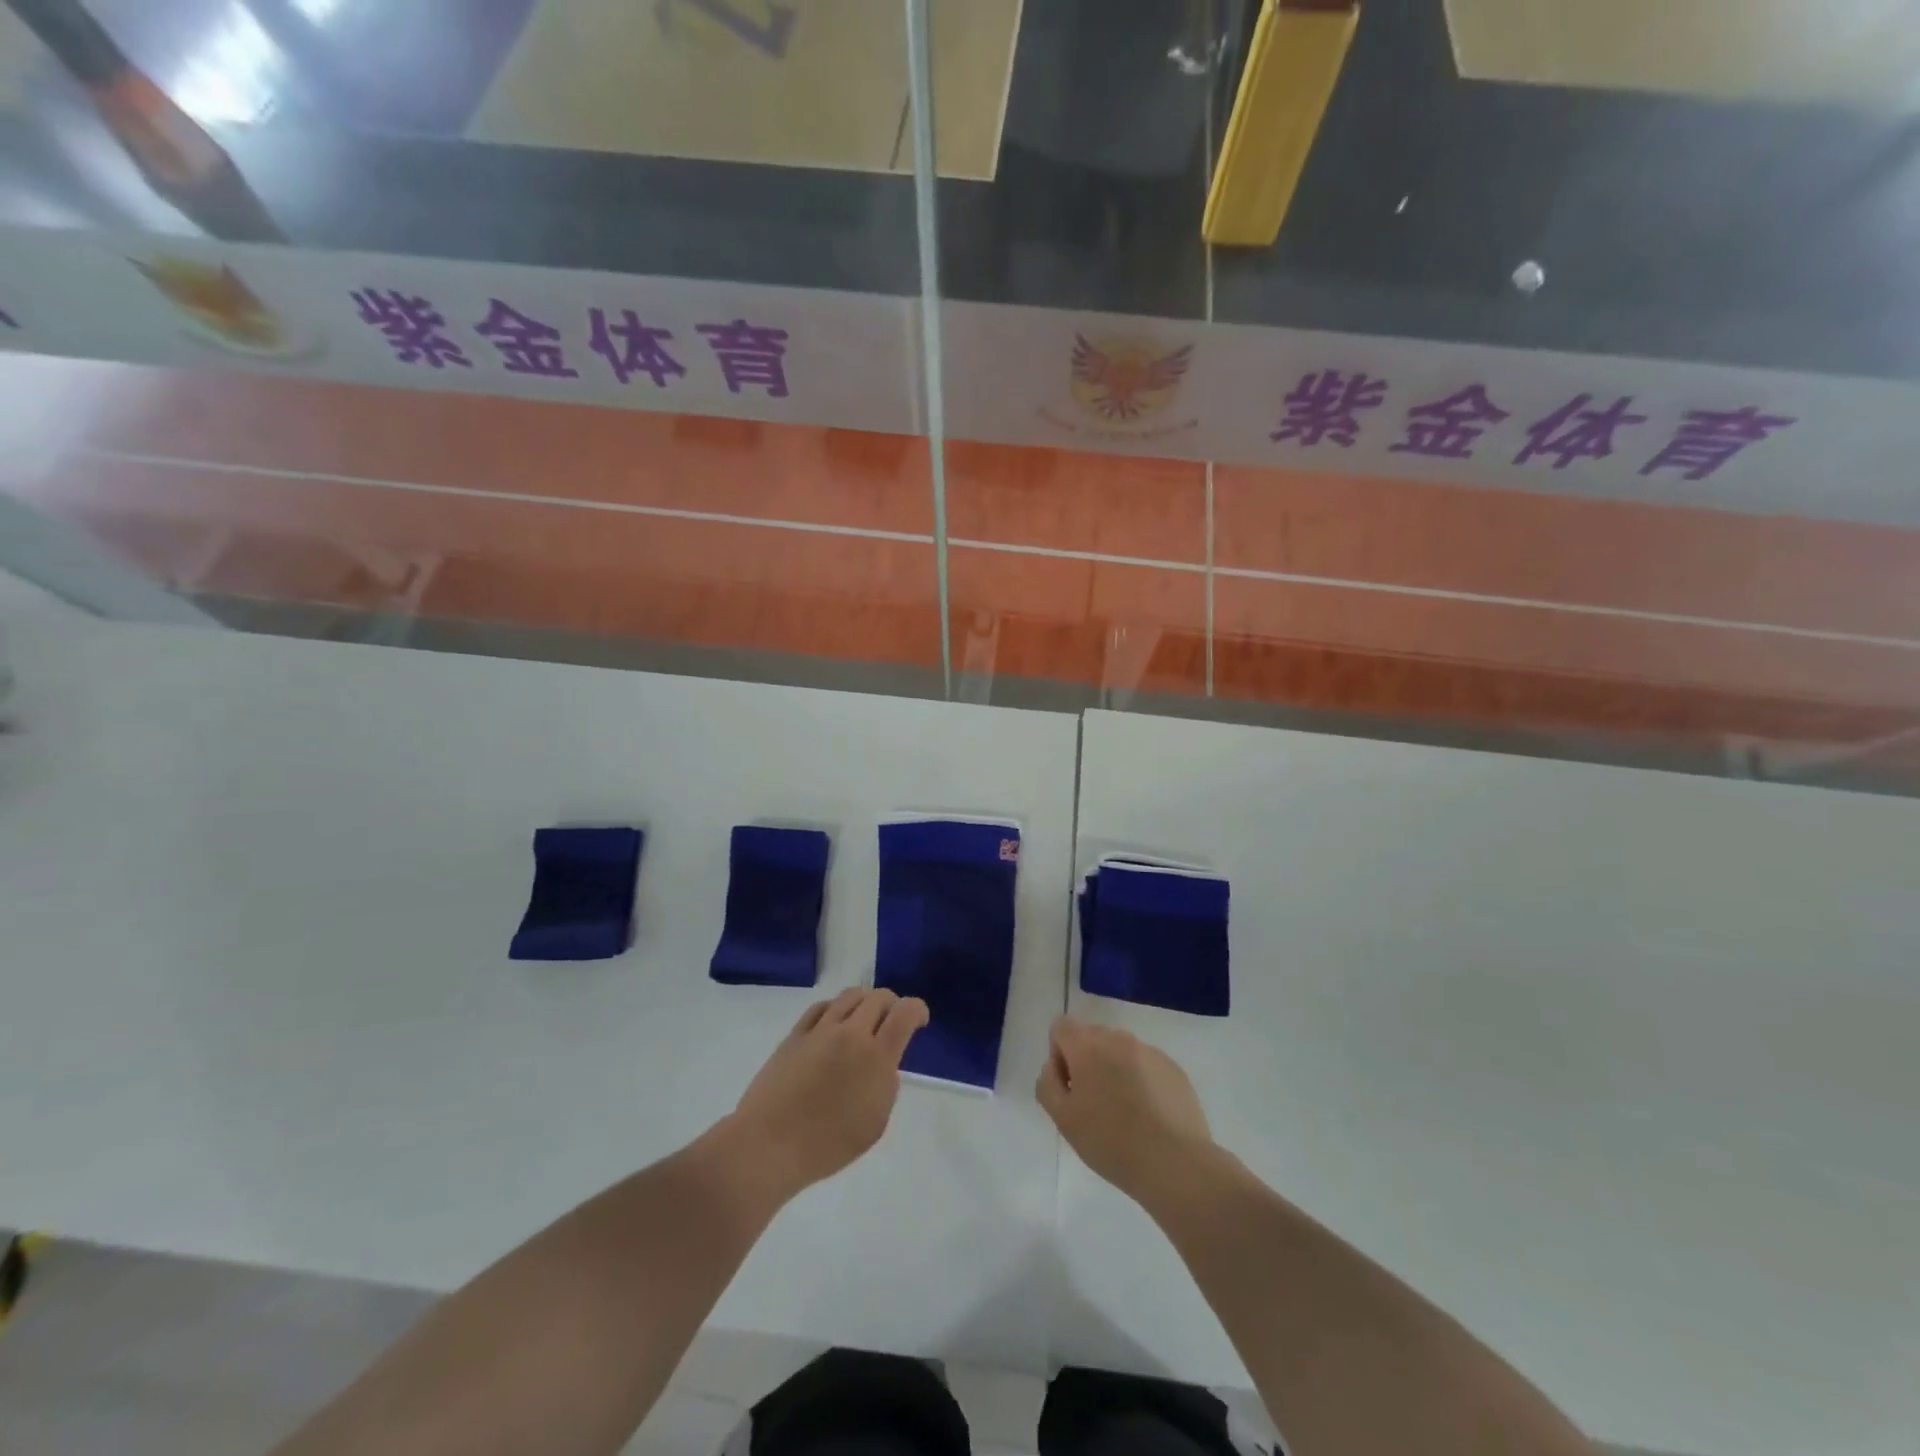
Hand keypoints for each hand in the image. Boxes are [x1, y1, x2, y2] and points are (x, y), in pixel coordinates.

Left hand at [719, 988, 928, 1203]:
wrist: (770, 1145)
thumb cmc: (827, 1145)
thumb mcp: (875, 1123)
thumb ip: (886, 1084)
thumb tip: (883, 1063)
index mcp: (876, 1057)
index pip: (905, 1013)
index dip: (918, 1009)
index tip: (919, 1020)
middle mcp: (851, 1034)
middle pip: (879, 997)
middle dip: (893, 1004)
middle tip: (893, 1021)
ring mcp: (821, 1030)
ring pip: (851, 995)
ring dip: (866, 1001)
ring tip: (865, 1018)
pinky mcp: (796, 1034)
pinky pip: (822, 1007)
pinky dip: (836, 1009)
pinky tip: (835, 1022)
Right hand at [1036, 1015, 1213, 1204]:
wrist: (1175, 1163)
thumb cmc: (1110, 1142)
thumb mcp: (1063, 1120)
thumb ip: (1048, 1084)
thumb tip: (1054, 1067)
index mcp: (1087, 1046)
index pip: (1061, 1026)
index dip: (1058, 1054)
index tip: (1070, 1087)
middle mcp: (1118, 1039)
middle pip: (1091, 1037)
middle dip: (1087, 1062)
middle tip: (1093, 1104)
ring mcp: (1149, 1051)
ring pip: (1120, 1051)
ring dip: (1114, 1070)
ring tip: (1124, 1113)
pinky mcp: (1173, 1068)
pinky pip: (1146, 1065)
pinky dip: (1141, 1080)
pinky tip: (1149, 1116)